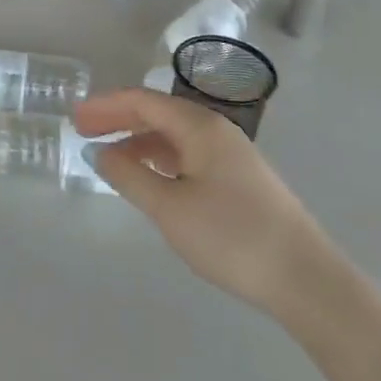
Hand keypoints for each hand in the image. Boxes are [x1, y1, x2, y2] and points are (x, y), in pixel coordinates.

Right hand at [75, 89, 327, 315]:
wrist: (306, 280)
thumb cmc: (232, 237)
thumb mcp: (170, 209)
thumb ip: (130, 177)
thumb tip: (100, 153)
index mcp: (200, 127)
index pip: (143, 101)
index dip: (105, 106)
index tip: (74, 118)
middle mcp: (216, 131)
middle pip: (158, 113)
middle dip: (118, 119)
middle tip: (83, 131)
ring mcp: (231, 155)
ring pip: (174, 136)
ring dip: (138, 141)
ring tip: (109, 158)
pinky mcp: (239, 180)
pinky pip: (188, 155)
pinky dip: (159, 159)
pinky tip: (149, 179)